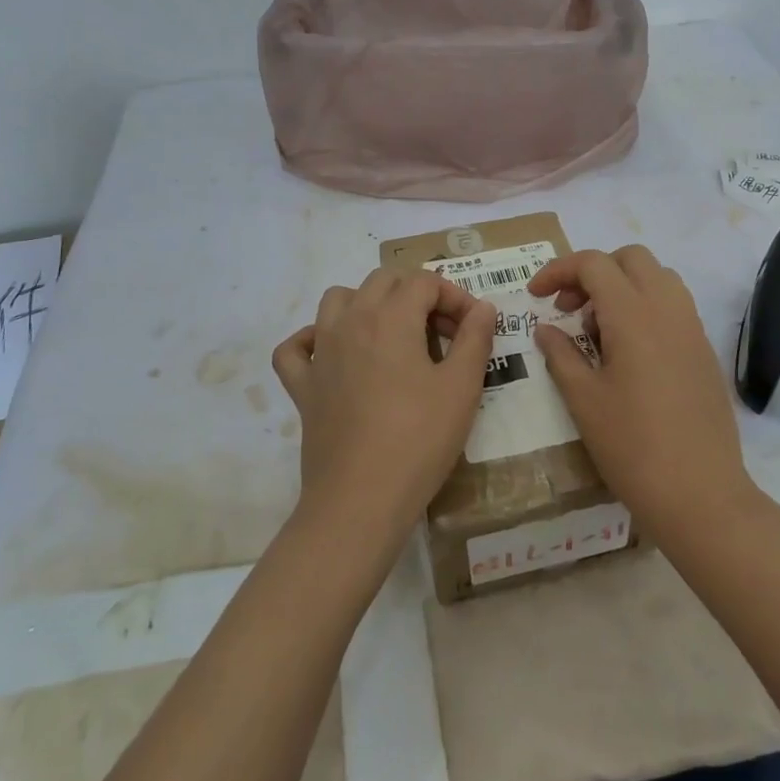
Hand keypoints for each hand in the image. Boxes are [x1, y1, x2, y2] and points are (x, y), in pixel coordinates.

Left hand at [272, 268, 496, 551]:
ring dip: (367, 304)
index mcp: (390, 317)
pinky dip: (312, 341)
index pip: (425, 281)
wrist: (361, 499)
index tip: (472, 327)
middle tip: (442, 332)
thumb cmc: (419, 439)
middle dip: (416, 294)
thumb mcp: (462, 388)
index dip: (455, 296)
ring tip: (393, 335)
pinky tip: (334, 356)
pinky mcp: (302, 386)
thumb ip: (475, 339)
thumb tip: (482, 307)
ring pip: (337, 300)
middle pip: (382, 281)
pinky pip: (296, 348)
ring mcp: (320, 353)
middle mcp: (350, 322)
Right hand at [529, 245, 755, 539]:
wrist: (700, 493)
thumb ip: (561, 354)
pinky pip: (674, 305)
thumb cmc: (632, 446)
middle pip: (630, 258)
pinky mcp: (704, 350)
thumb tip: (547, 328)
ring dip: (623, 286)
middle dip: (593, 271)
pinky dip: (645, 307)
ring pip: (657, 277)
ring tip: (598, 331)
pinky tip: (628, 352)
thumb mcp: (584, 399)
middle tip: (570, 309)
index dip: (558, 270)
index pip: (593, 264)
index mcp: (633, 315)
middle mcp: (668, 309)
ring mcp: (692, 328)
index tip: (536, 295)